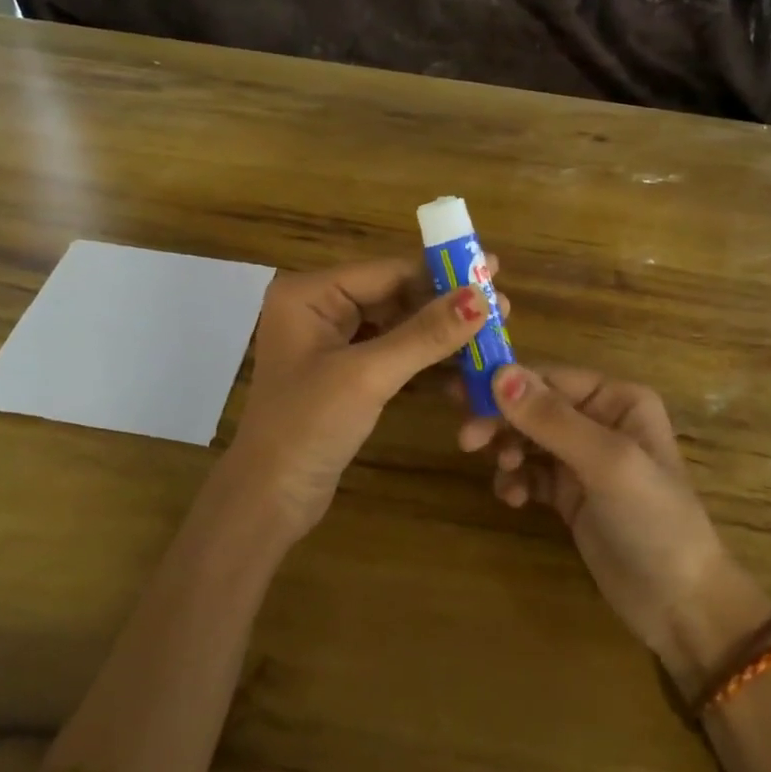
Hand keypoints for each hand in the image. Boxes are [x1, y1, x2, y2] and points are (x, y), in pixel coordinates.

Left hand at [226, 257, 506, 540]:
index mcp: (309, 294)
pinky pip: (391, 352)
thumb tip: (481, 297)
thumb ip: (425, 335)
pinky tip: (462, 365)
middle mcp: (318, 308)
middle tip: (500, 308)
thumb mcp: (368, 376)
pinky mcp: (344, 373)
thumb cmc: (308, 426)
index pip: (386, 271)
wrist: (270, 499)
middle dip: (445, 305)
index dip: (442, 273)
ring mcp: (331, 342)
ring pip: (397, 325)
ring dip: (439, 334)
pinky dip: (423, 359)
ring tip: (490, 335)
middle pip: (394, 295)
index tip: (493, 272)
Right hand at [459, 364, 770, 693]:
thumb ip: (552, 419)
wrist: (680, 605)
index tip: (461, 397)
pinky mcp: (570, 494)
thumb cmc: (653, 520)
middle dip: (501, 420)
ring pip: (527, 438)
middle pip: (533, 406)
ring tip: (506, 476)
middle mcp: (600, 419)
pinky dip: (517, 480)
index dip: (506, 384)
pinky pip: (531, 472)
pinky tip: (515, 499)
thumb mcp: (606, 463)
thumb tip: (499, 373)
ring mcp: (584, 459)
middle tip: (467, 441)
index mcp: (617, 399)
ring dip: (507, 451)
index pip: (550, 378)